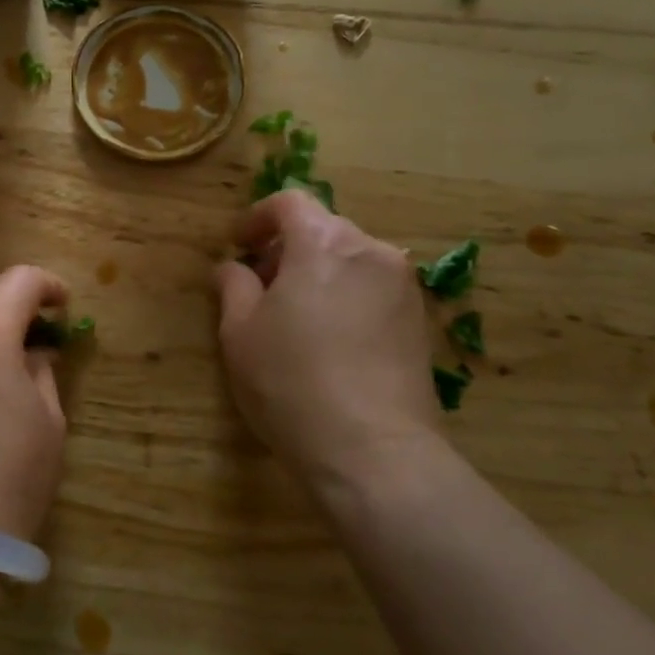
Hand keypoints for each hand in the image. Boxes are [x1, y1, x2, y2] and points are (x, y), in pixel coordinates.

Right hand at [213, 191, 440, 492]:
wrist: (373, 452)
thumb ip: (233, 286)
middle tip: (259, 287)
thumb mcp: (240, 332)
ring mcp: (403, 286)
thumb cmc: (291, 383)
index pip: (290, 203)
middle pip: (323, 229)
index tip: (238, 246)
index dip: (257, 218)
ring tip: (293, 317)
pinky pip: (373, 289)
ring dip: (318, 273)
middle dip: (287, 249)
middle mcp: (371, 252)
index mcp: (324, 243)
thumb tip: (234, 268)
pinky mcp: (420, 321)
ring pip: (350, 260)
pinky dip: (345, 296)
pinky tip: (329, 340)